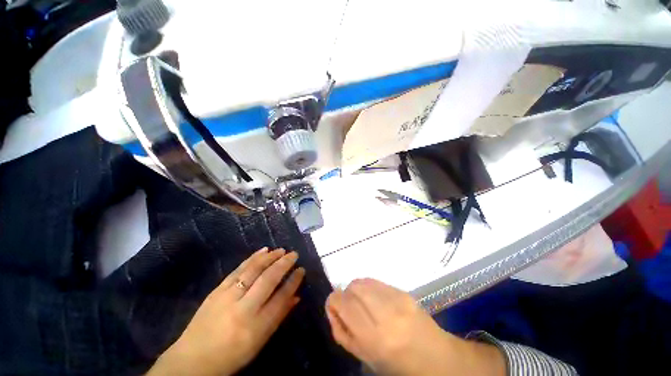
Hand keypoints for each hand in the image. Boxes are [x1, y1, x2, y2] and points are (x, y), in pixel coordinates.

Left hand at [148, 247, 304, 375]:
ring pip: (253, 270)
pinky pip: (238, 270)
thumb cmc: (232, 355)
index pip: (281, 297)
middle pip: (268, 279)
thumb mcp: (260, 342)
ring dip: (270, 257)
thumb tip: (296, 296)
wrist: (193, 361)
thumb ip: (279, 316)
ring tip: (281, 250)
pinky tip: (263, 250)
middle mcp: (244, 309)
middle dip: (284, 264)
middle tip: (294, 254)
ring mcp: (228, 297)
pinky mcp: (217, 290)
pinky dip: (253, 258)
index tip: (301, 270)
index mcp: (256, 326)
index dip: (293, 281)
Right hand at [325, 278, 504, 375]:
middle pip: (353, 287)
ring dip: (356, 289)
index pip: (343, 304)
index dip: (333, 300)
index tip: (334, 305)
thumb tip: (332, 308)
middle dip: (345, 294)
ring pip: (363, 281)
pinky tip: (374, 299)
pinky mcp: (404, 291)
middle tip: (349, 305)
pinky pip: (376, 281)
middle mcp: (385, 314)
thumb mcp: (366, 358)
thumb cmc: (399, 365)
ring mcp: (397, 299)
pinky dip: (368, 287)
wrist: (438, 358)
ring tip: (362, 302)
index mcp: (374, 338)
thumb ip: (343, 333)